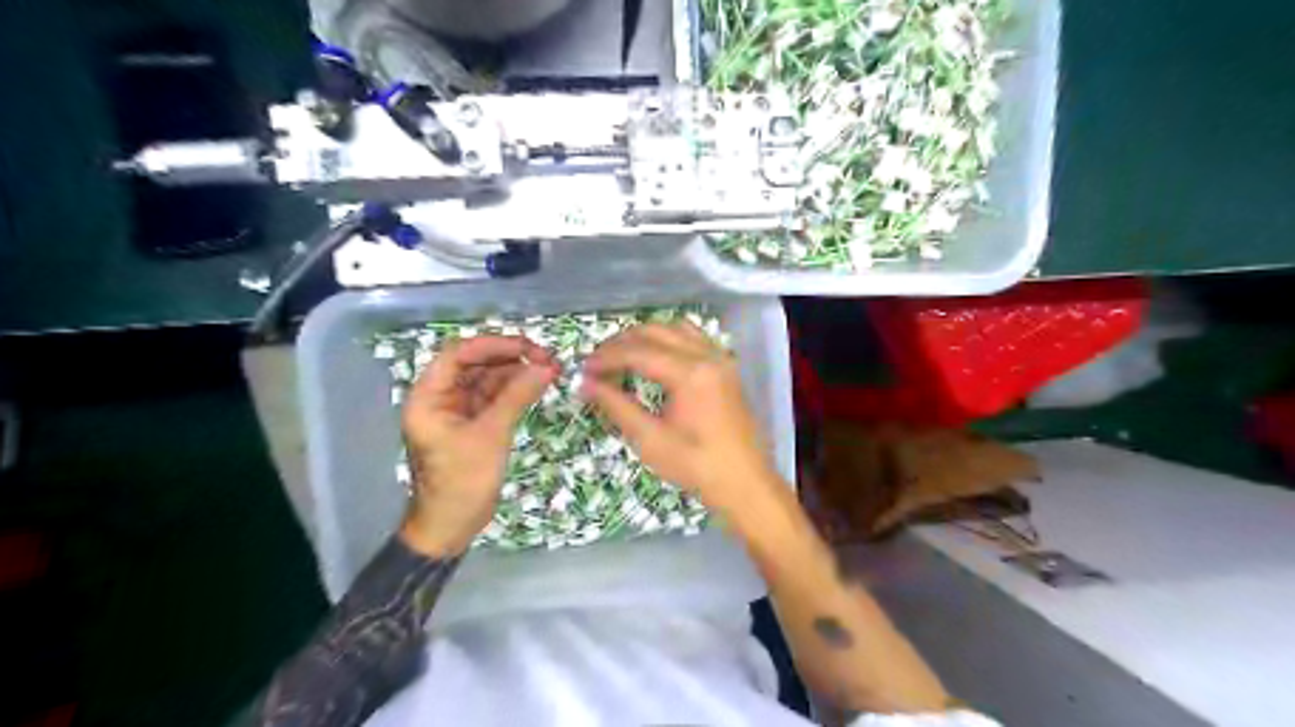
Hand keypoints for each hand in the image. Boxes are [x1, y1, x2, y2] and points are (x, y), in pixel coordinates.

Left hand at [394, 335, 557, 554]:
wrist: (452, 527)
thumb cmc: (462, 482)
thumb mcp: (491, 435)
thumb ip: (517, 397)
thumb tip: (547, 367)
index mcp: (429, 397)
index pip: (458, 355)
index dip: (493, 345)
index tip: (528, 347)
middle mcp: (441, 398)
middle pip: (475, 364)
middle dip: (510, 358)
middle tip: (546, 357)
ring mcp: (458, 411)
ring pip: (488, 380)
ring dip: (517, 373)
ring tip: (550, 370)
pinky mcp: (473, 424)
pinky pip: (495, 398)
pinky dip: (515, 391)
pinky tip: (538, 385)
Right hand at [583, 322, 783, 522]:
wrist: (745, 483)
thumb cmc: (697, 467)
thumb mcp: (650, 440)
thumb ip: (617, 407)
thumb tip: (586, 384)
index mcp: (690, 373)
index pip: (638, 352)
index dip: (606, 358)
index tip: (583, 369)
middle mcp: (707, 356)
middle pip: (655, 332)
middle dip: (621, 343)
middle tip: (597, 363)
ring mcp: (720, 359)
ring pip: (675, 329)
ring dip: (645, 337)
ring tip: (621, 356)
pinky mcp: (726, 367)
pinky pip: (694, 338)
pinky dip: (669, 339)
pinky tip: (655, 357)